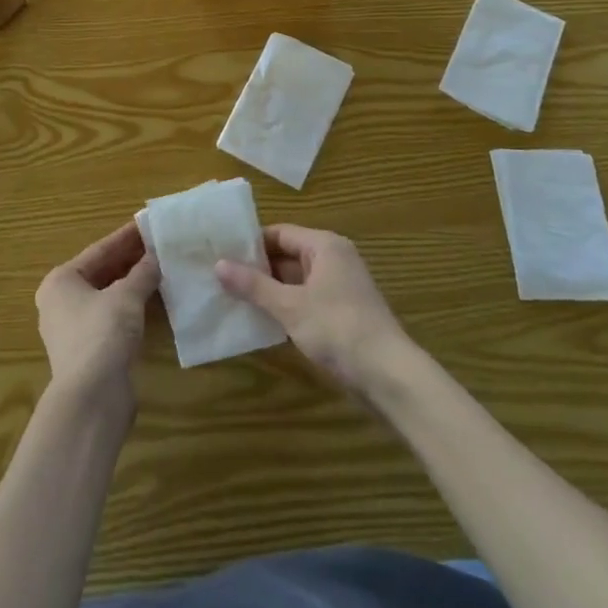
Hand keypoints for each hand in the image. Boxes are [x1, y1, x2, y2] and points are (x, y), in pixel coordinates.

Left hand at [35, 222, 159, 410]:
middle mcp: (60, 301)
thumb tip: (157, 256)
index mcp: (61, 281)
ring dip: (132, 283)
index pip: (99, 250)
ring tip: (161, 267)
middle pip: (101, 272)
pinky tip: (153, 299)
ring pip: (107, 295)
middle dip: (130, 259)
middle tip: (160, 245)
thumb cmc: (102, 334)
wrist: (91, 399)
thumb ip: (143, 272)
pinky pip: (111, 317)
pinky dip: (130, 306)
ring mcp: (72, 328)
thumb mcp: (127, 296)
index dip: (126, 236)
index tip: (149, 224)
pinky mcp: (87, 350)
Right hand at [216, 225, 413, 396]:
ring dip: (270, 289)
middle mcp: (334, 258)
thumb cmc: (338, 329)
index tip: (221, 253)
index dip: (251, 243)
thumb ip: (254, 285)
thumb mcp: (290, 306)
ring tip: (233, 298)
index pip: (280, 232)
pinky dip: (286, 306)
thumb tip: (218, 264)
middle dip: (257, 268)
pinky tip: (261, 320)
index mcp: (324, 245)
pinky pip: (306, 299)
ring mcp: (340, 286)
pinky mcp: (342, 312)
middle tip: (221, 277)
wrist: (388, 375)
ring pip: (296, 279)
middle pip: (287, 254)